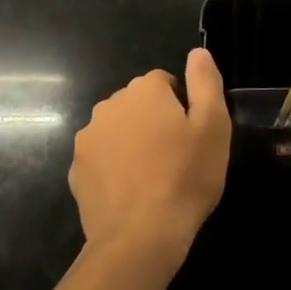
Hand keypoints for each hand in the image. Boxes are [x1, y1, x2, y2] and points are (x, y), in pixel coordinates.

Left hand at [69, 48, 231, 265]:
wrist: (140, 236)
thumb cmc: (184, 177)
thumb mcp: (213, 126)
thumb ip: (205, 82)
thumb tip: (197, 52)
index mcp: (144, 91)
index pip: (165, 83)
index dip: (181, 108)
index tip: (191, 137)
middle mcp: (110, 104)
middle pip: (138, 105)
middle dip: (154, 122)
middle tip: (175, 158)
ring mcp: (88, 137)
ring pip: (118, 130)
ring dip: (132, 144)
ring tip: (153, 178)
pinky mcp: (77, 169)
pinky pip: (101, 158)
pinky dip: (114, 168)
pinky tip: (130, 194)